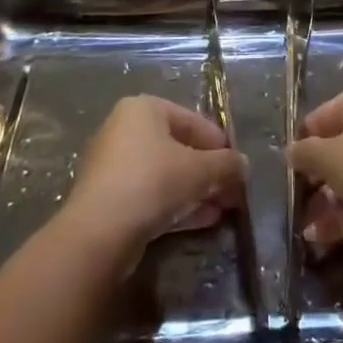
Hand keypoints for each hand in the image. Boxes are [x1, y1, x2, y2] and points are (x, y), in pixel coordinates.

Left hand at [62, 96, 246, 264]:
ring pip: (165, 174)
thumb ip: (226, 165)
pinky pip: (149, 194)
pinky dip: (175, 204)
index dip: (219, 144)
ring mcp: (113, 165)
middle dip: (208, 171)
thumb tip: (243, 165)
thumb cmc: (152, 182)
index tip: (238, 167)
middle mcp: (125, 128)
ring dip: (195, 190)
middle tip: (232, 192)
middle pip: (178, 147)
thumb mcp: (199, 170)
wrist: (98, 233)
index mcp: (144, 108)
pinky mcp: (107, 198)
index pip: (193, 121)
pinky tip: (201, 221)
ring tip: (221, 210)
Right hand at [286, 87, 342, 254]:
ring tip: (307, 230)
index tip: (288, 169)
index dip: (301, 142)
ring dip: (328, 202)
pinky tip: (322, 238)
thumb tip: (291, 151)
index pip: (319, 117)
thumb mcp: (328, 157)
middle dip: (315, 178)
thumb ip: (304, 153)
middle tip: (297, 202)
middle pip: (337, 147)